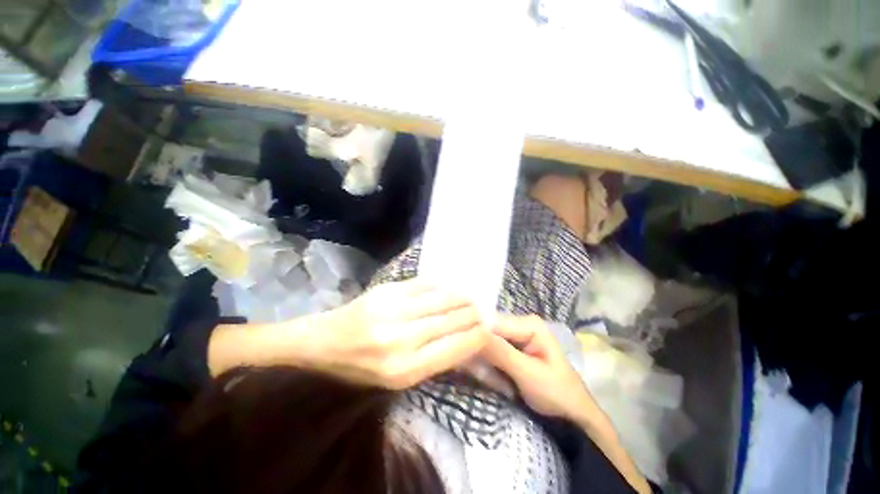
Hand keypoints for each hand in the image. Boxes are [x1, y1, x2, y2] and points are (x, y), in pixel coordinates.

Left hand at [307, 279, 488, 388]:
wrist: (323, 341)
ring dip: (461, 298)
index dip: (476, 336)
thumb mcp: (395, 378)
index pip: (454, 348)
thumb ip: (431, 360)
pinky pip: (424, 285)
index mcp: (404, 369)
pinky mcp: (387, 290)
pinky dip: (442, 287)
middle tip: (483, 310)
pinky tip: (450, 288)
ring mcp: (393, 310)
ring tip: (471, 298)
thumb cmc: (360, 367)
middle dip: (473, 315)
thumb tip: (464, 341)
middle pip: (451, 321)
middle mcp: (401, 339)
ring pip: (441, 300)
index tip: (488, 329)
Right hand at [481, 315, 600, 423]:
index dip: (477, 336)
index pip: (492, 321)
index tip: (466, 355)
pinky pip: (489, 352)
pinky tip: (493, 380)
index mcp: (528, 324)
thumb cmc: (557, 393)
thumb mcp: (529, 373)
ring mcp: (514, 337)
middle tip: (482, 375)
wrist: (572, 416)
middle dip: (480, 352)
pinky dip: (487, 366)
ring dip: (483, 362)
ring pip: (485, 343)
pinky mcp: (510, 350)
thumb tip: (472, 333)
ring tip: (492, 382)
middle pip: (487, 331)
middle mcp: (518, 325)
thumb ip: (501, 352)